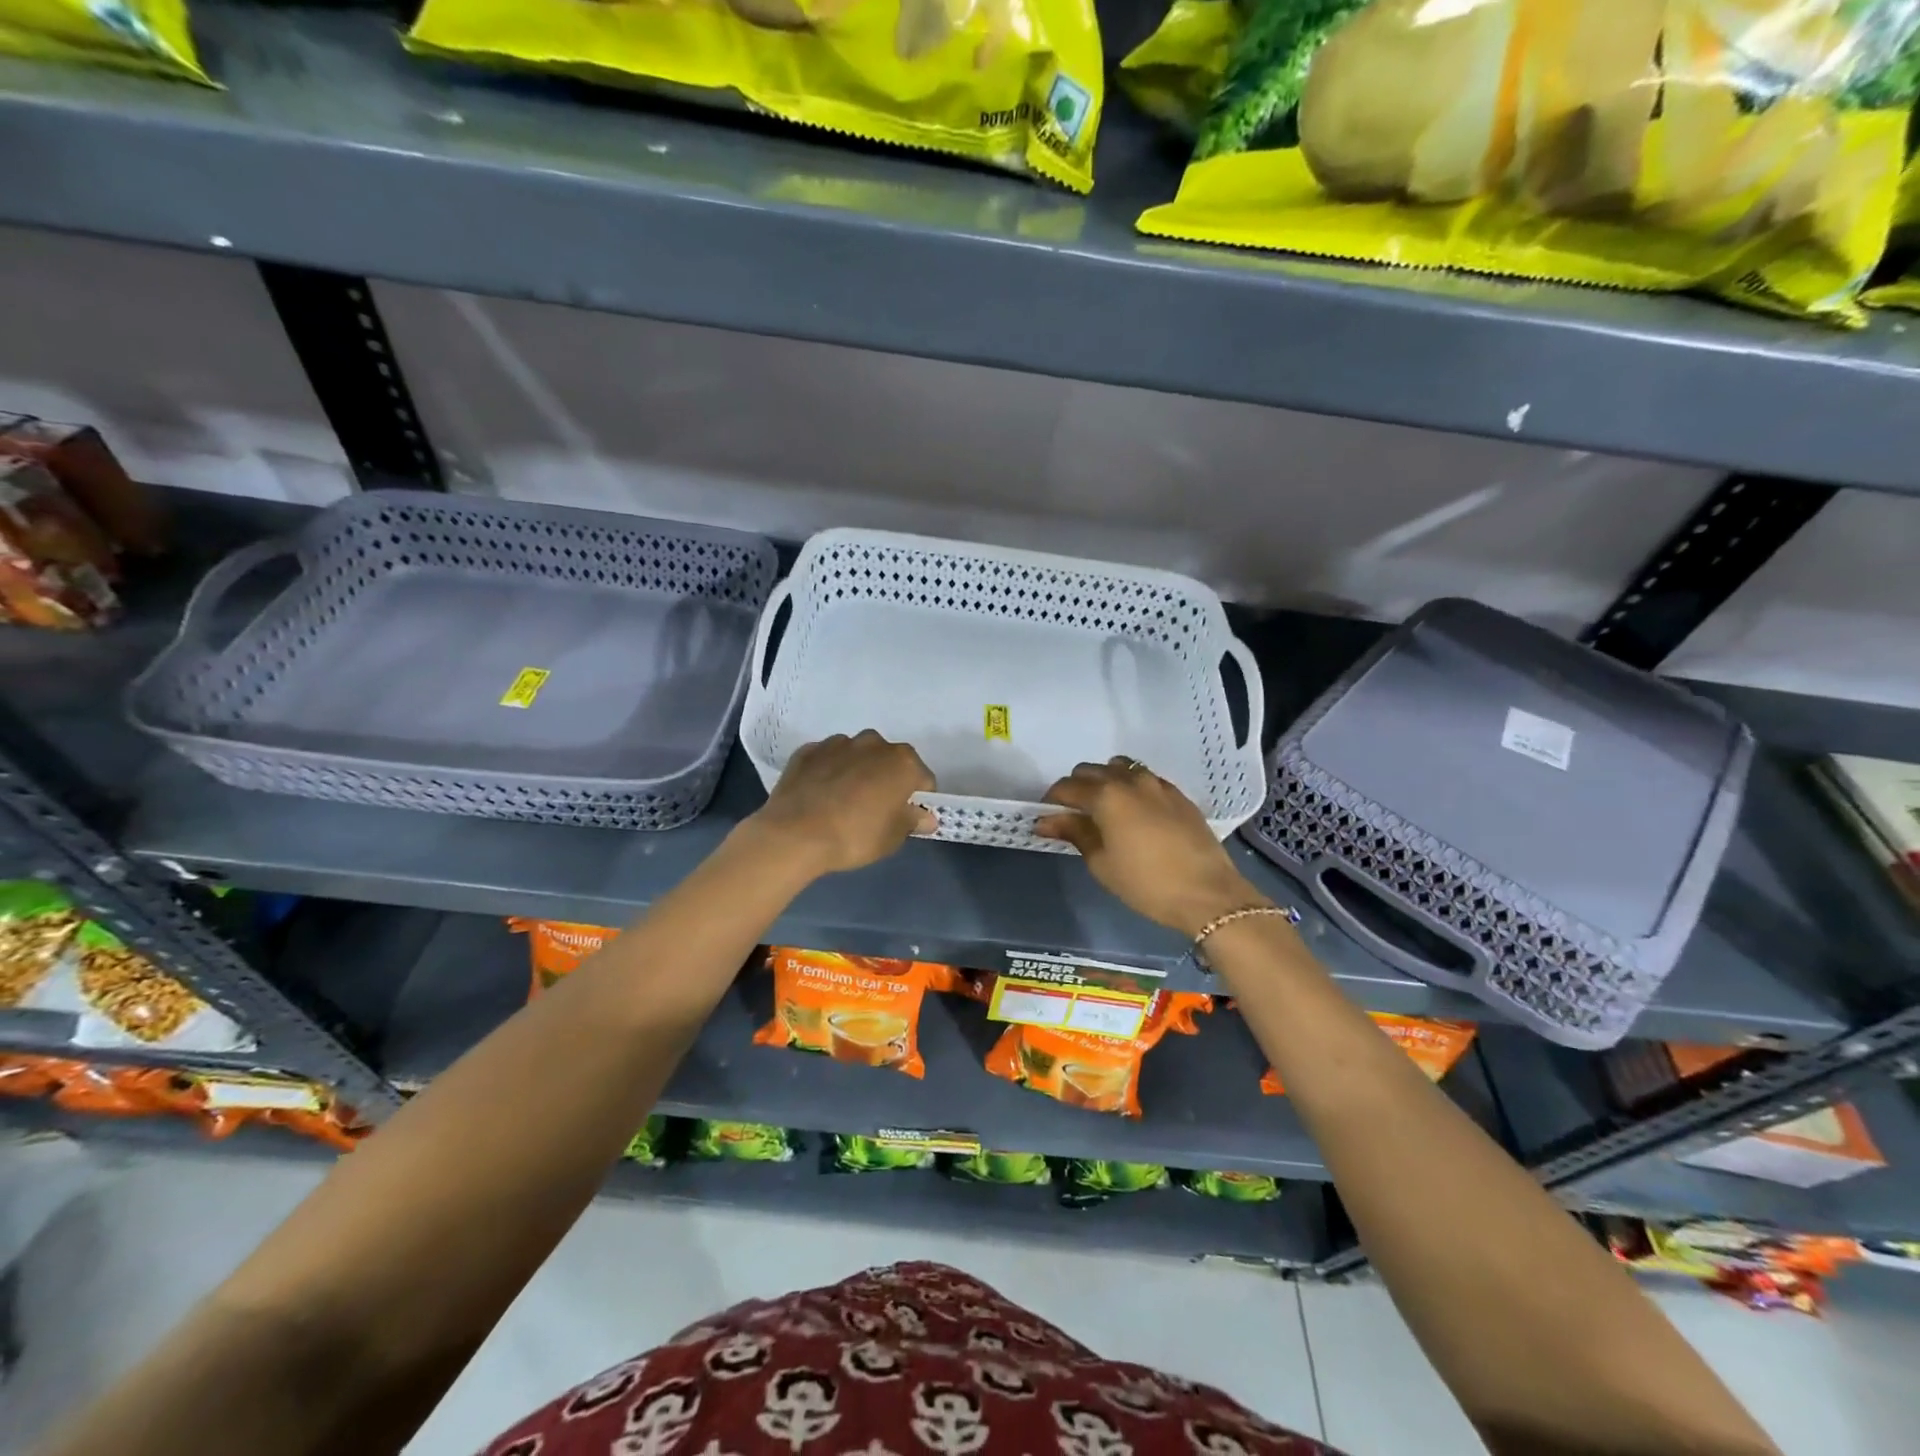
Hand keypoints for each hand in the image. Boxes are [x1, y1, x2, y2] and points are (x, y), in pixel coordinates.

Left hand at [746, 730, 936, 876]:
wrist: (794, 834)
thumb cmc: (855, 836)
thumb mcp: (893, 838)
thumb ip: (913, 821)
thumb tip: (925, 816)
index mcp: (902, 761)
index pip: (922, 779)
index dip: (917, 799)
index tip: (905, 817)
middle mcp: (873, 743)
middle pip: (889, 761)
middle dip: (886, 780)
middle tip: (874, 810)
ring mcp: (838, 743)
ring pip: (857, 756)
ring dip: (856, 772)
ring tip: (842, 802)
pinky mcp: (808, 750)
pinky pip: (827, 759)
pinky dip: (828, 772)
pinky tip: (819, 796)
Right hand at [1036, 757, 1266, 936]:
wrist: (1208, 893)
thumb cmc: (1146, 883)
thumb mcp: (1102, 862)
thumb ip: (1074, 833)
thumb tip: (1046, 821)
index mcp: (1106, 795)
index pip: (1067, 787)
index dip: (1052, 800)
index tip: (1046, 817)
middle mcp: (1130, 780)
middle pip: (1092, 770)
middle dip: (1077, 787)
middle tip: (1074, 815)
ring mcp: (1158, 784)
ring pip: (1121, 768)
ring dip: (1106, 781)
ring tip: (1105, 808)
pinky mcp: (1178, 795)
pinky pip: (1146, 779)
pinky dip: (1132, 787)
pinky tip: (1135, 812)